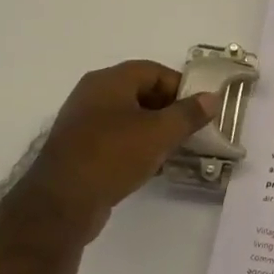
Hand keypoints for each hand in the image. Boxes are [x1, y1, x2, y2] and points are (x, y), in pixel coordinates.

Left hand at [3, 61, 217, 256]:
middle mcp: (92, 95)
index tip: (200, 110)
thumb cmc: (112, 156)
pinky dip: (136, 147)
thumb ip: (188, 114)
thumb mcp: (159, 133)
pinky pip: (115, 139)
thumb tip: (212, 97)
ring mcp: (83, 123)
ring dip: (154, 131)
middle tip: (191, 131)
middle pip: (141, 92)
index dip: (180, 87)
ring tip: (175, 150)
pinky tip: (151, 167)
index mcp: (109, 81)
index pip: (154, 70)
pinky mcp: (79, 150)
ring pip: (129, 118)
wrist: (61, 203)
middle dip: (169, 110)